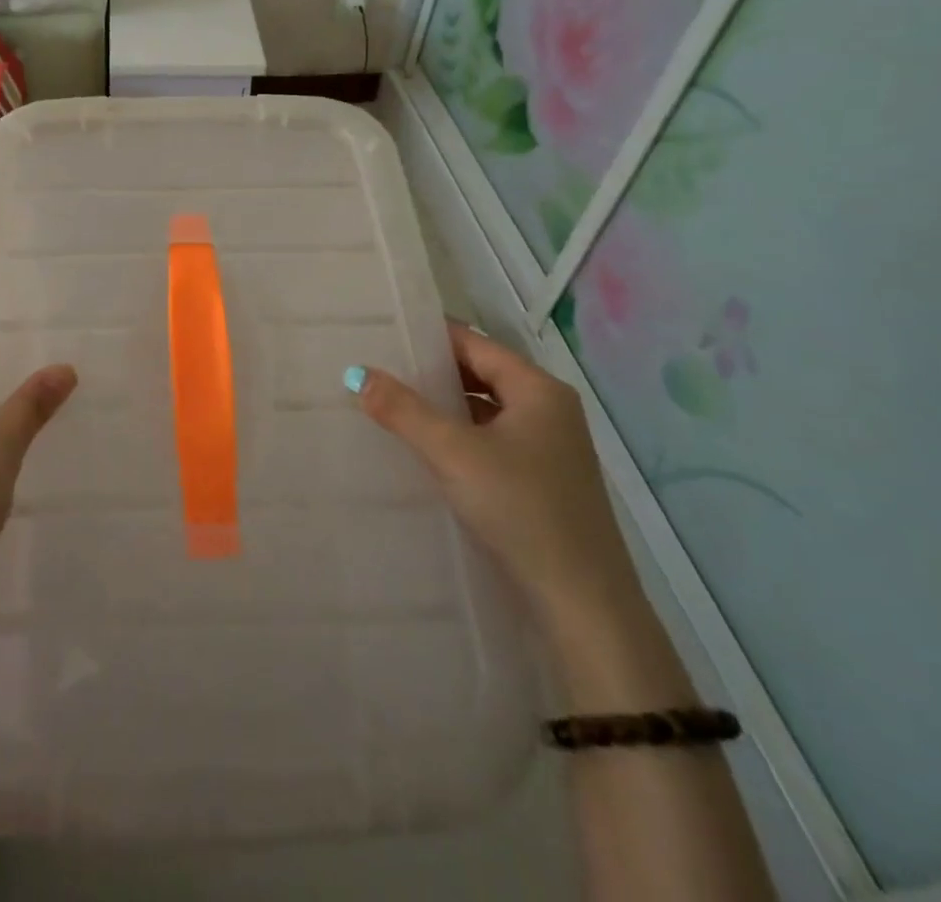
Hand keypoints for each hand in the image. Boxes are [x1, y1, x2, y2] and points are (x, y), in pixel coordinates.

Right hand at [349, 323, 642, 638]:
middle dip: (432, 373)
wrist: (582, 604)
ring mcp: (550, 448)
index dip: (430, 337)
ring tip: (392, 405)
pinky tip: (426, 450)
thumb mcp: (454, 453)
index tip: (384, 335)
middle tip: (380, 370)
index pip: (475, 344)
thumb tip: (358, 373)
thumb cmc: (521, 510)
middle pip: (481, 375)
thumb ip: (404, 410)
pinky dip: (460, 437)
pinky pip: (492, 441)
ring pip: (485, 410)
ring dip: (444, 407)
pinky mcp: (542, 481)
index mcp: (538, 390)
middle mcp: (549, 410)